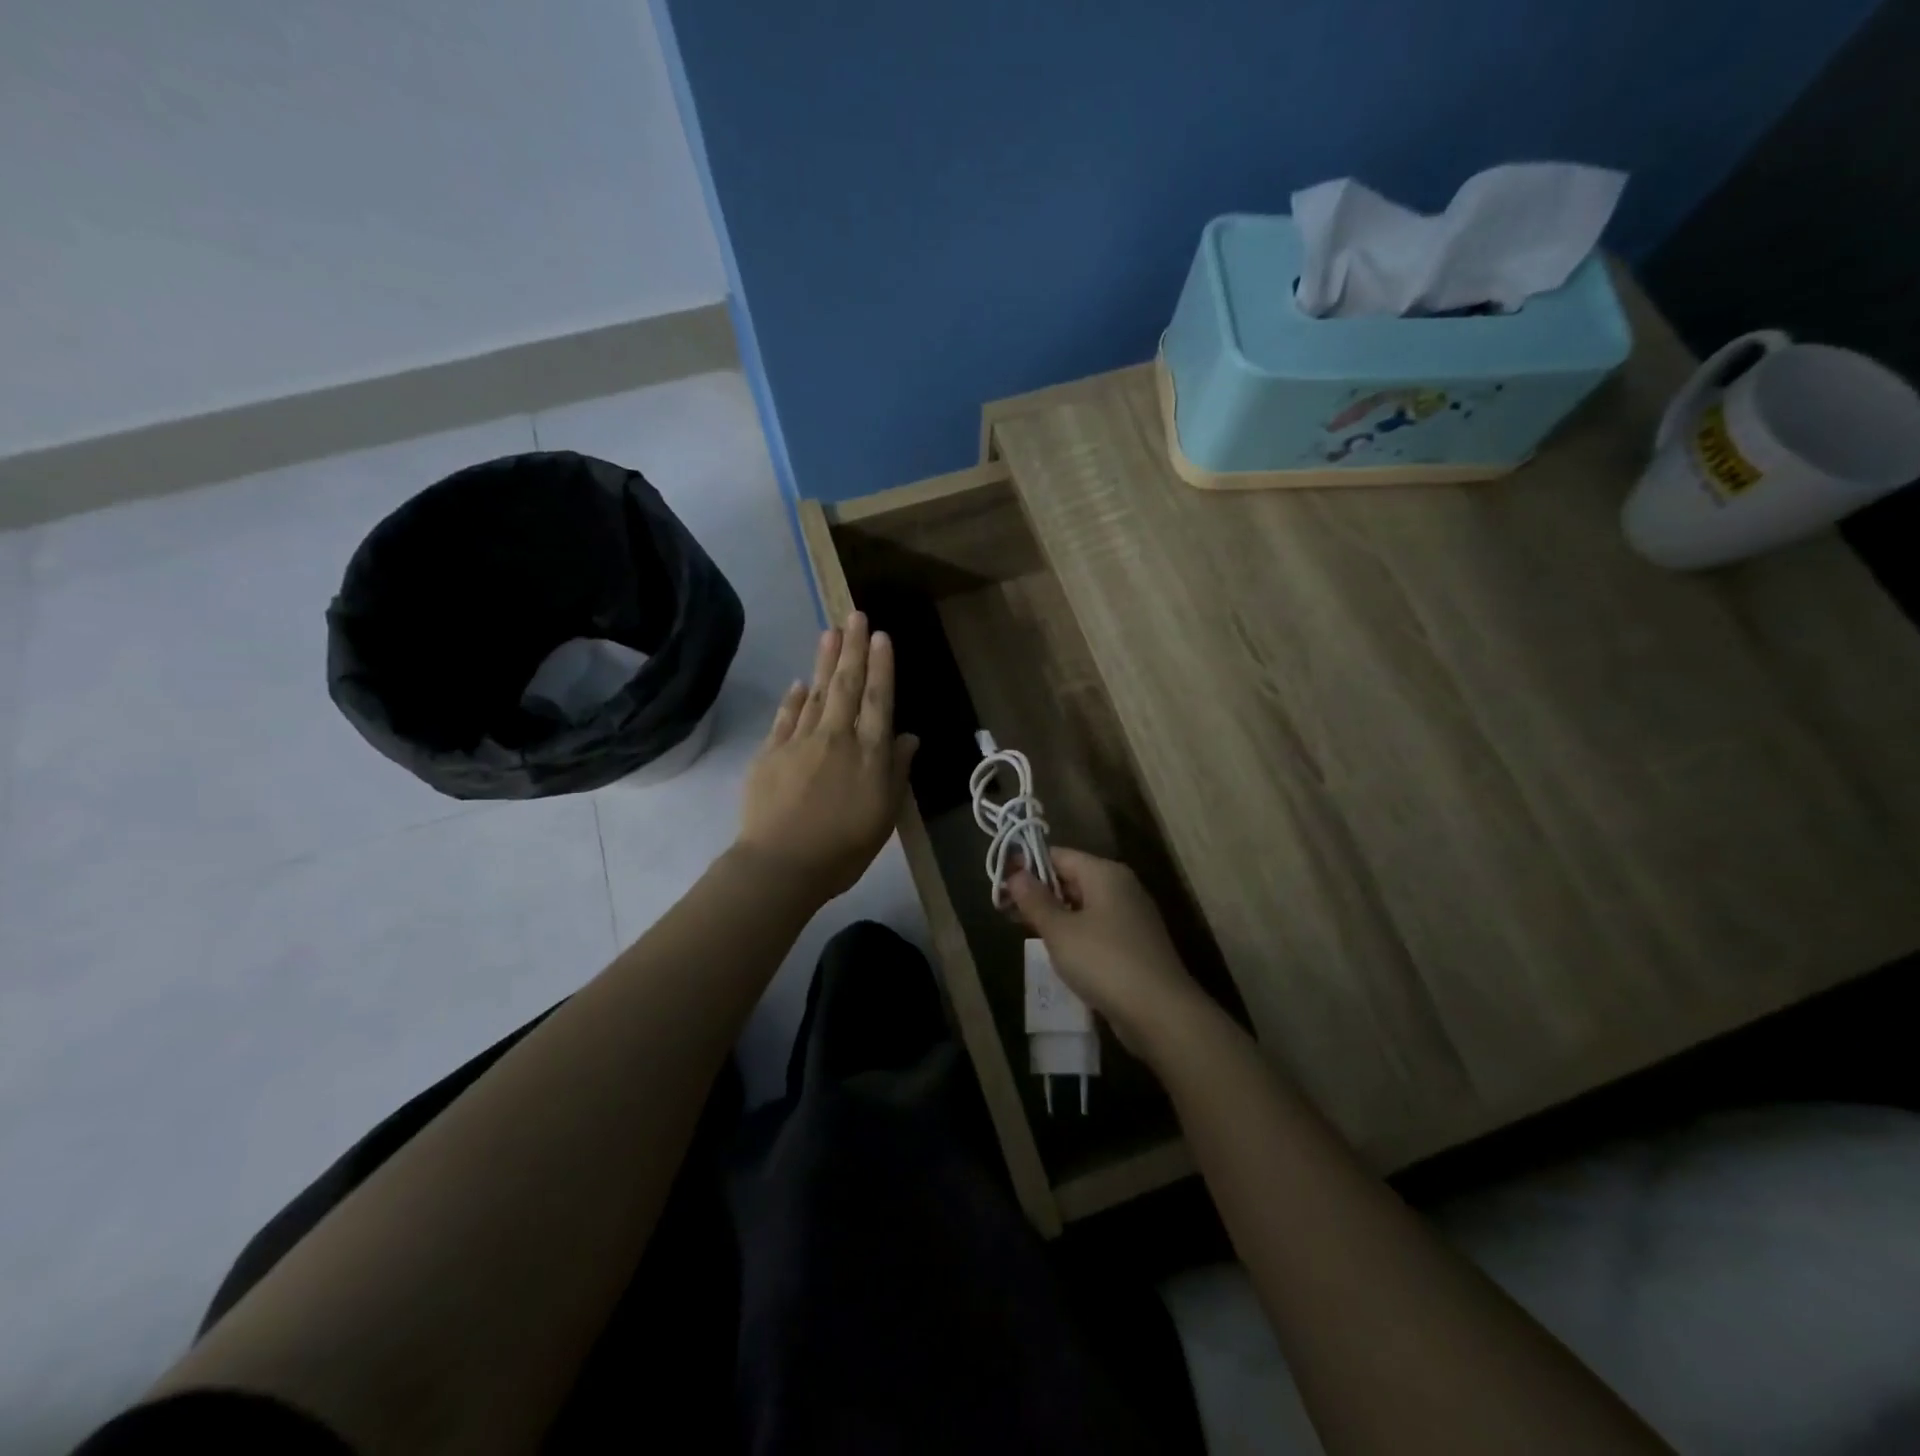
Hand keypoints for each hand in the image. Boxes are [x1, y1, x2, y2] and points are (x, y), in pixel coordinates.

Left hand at [735, 612, 917, 903]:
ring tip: (831, 632)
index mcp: (868, 753)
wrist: (781, 865)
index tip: (882, 636)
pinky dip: (794, 698)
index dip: (882, 666)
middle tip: (856, 615)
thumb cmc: (843, 848)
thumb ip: (896, 772)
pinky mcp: (770, 753)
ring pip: (817, 693)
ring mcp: (799, 742)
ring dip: (825, 661)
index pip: (879, 699)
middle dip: (854, 648)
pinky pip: (785, 717)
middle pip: (847, 686)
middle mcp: (836, 737)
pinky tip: (800, 683)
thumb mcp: (884, 815)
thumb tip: (908, 736)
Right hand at [1006, 848, 1209, 1054]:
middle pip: (1072, 878)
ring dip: (1055, 915)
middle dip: (1039, 893)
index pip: (1059, 855)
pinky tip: (1057, 952)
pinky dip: (1075, 934)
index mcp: (1105, 873)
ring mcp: (1132, 917)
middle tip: (1006, 910)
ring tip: (1024, 931)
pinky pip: (1097, 928)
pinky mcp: (1135, 945)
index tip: (1000, 883)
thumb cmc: (1104, 961)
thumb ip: (1035, 900)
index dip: (1028, 865)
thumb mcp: (1060, 930)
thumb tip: (1016, 873)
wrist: (1160, 1012)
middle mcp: (1122, 887)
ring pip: (1084, 906)